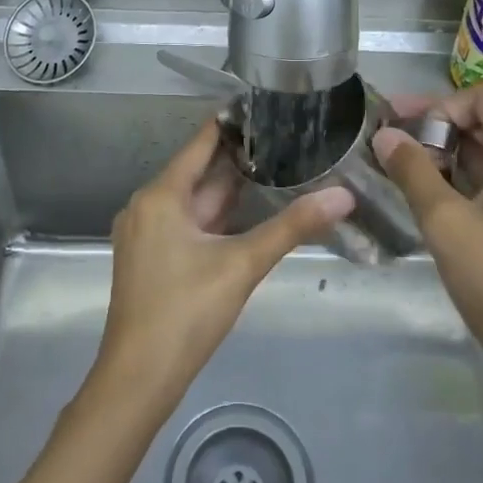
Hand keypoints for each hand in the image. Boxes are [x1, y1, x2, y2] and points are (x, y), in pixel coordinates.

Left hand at [95, 119, 353, 412]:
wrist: (138, 378)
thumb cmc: (186, 312)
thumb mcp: (243, 264)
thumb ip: (293, 227)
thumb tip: (344, 196)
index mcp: (162, 195)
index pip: (202, 142)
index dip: (233, 123)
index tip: (268, 105)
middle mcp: (147, 205)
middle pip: (198, 171)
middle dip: (239, 157)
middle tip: (285, 136)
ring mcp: (146, 232)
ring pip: (194, 199)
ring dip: (229, 187)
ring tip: (276, 167)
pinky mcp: (150, 256)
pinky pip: (186, 221)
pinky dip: (215, 214)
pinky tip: (246, 214)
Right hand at [374, 85, 482, 410]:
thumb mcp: (445, 224)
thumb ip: (413, 171)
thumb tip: (385, 135)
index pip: (482, 98)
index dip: (436, 105)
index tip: (398, 127)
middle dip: (444, 131)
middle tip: (398, 149)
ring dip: (463, 158)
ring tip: (419, 177)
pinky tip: (456, 206)